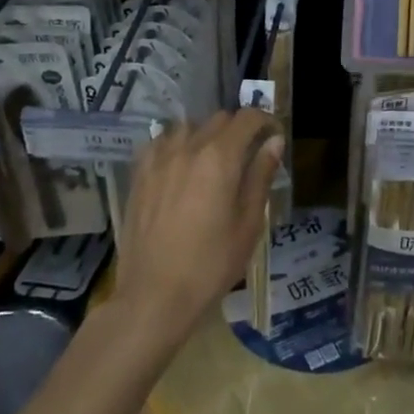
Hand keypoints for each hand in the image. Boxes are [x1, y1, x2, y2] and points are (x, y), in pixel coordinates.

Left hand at [114, 109, 283, 337]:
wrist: (154, 295)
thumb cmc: (211, 264)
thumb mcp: (248, 224)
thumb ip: (261, 176)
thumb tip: (274, 142)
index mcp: (220, 157)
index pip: (247, 118)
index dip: (265, 121)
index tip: (273, 136)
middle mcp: (189, 147)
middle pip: (219, 119)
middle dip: (238, 129)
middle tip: (247, 154)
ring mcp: (159, 159)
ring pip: (188, 127)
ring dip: (206, 135)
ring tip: (212, 161)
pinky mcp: (139, 174)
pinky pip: (160, 143)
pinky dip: (176, 145)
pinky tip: (179, 167)